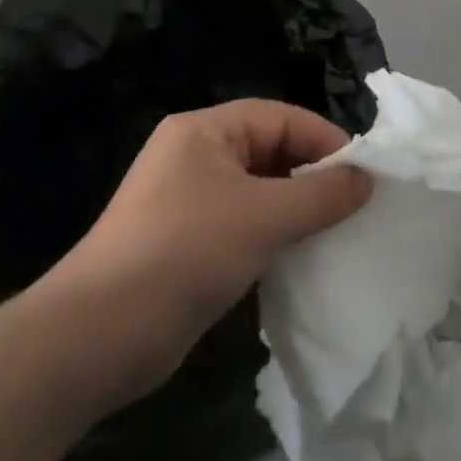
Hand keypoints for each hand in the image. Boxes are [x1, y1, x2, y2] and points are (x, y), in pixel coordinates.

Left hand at [31, 100, 372, 410]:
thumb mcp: (265, 217)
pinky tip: (299, 258)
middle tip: (352, 205)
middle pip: (271, 152)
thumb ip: (322, 194)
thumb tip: (368, 180)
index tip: (363, 175)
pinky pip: (243, 225)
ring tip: (334, 232)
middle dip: (313, 176)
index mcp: (205, 131)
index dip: (325, 141)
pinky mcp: (185, 244)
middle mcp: (194, 157)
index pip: (281, 118)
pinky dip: (273, 236)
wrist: (93, 341)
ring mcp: (187, 202)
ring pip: (260, 192)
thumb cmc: (184, 253)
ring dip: (296, 210)